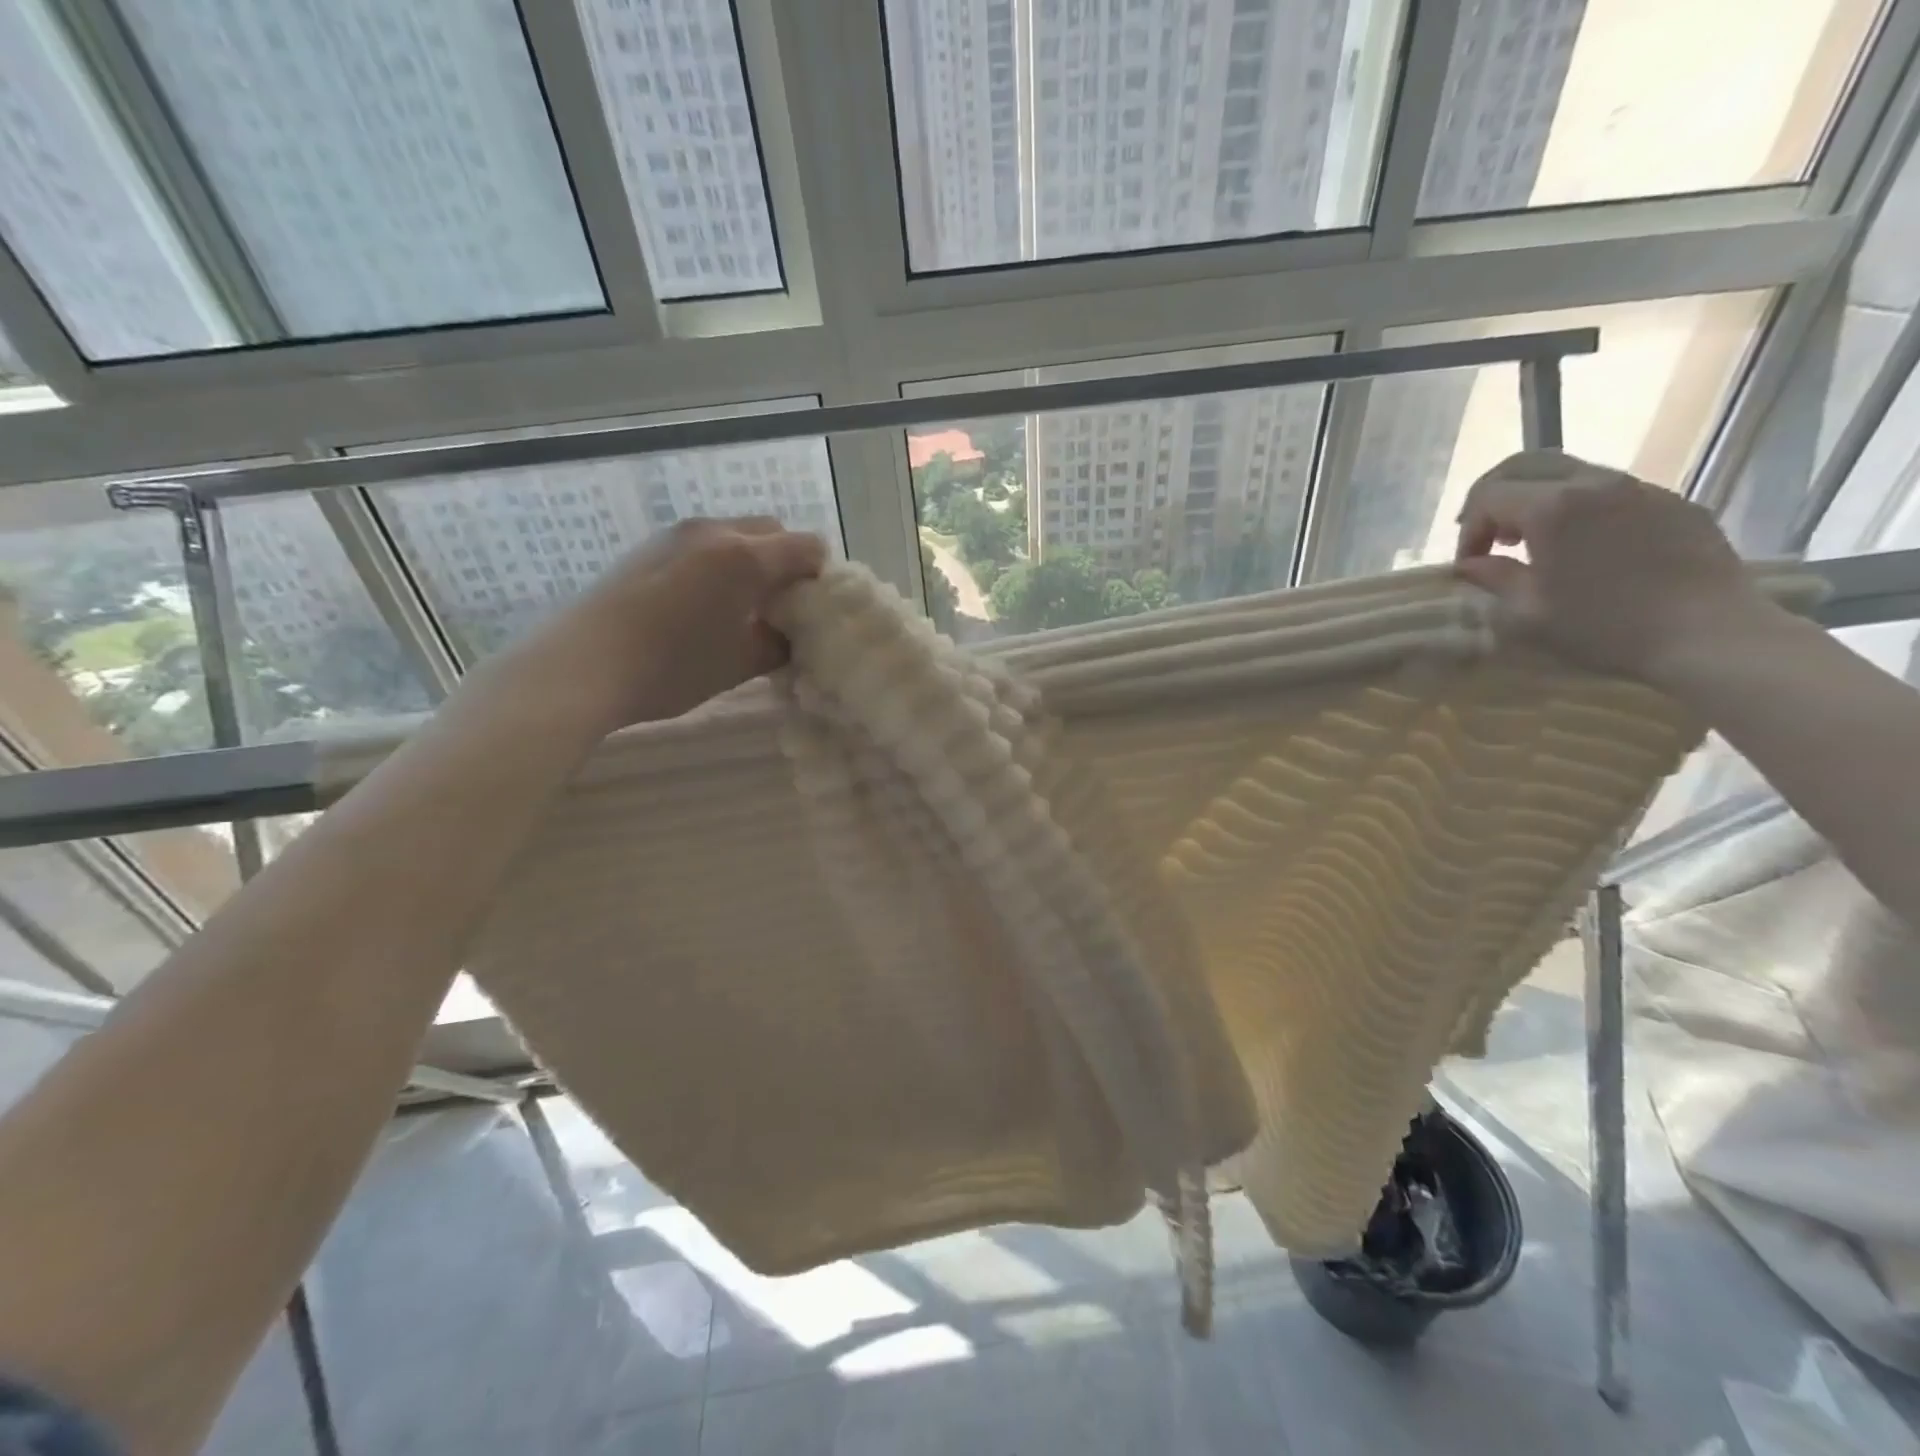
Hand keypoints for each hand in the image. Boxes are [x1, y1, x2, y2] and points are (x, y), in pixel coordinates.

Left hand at [539, 515, 827, 729]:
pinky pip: (703, 544)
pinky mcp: (649, 547)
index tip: (813, 612)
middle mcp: (715, 531)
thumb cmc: (672, 667)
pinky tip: (702, 605)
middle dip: (787, 564)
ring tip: (740, 608)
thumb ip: (778, 644)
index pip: (808, 548)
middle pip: (773, 532)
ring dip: (752, 562)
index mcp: (745, 557)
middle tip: (781, 609)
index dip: (820, 577)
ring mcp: (677, 534)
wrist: (582, 665)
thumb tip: (789, 636)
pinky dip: (719, 564)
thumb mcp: (740, 664)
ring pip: (735, 534)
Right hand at [1452, 450, 1767, 684]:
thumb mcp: (1528, 613)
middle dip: (1495, 497)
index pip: (1488, 496)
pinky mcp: (1673, 502)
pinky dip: (1580, 509)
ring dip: (1537, 501)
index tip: (1470, 564)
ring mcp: (1640, 488)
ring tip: (1534, 543)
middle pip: (1525, 465)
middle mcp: (1594, 484)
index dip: (1469, 528)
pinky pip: (1611, 491)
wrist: (1708, 634)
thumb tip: (1469, 565)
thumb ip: (1493, 579)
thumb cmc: (1604, 626)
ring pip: (1569, 473)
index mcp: (1551, 508)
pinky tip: (1585, 548)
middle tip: (1489, 537)